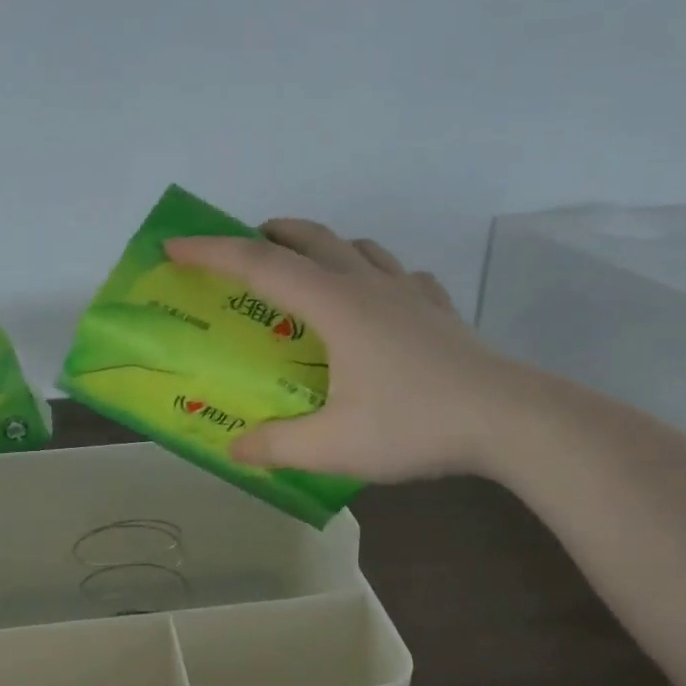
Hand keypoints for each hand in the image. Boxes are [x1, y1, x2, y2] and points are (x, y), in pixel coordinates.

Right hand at [165, 220, 529, 482]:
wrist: (510, 420)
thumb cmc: (415, 424)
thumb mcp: (334, 446)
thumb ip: (277, 446)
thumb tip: (235, 450)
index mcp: (335, 306)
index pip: (260, 265)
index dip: (211, 252)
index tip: (174, 244)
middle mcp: (368, 286)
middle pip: (310, 239)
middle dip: (267, 235)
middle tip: (241, 250)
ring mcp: (409, 293)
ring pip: (357, 247)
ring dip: (321, 246)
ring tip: (305, 269)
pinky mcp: (438, 310)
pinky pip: (399, 275)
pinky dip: (375, 273)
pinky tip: (378, 300)